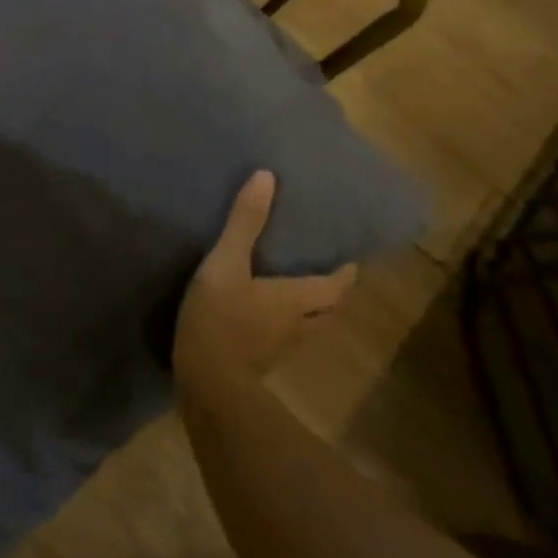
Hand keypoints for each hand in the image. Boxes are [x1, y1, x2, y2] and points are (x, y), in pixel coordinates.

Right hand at [175, 170, 354, 381]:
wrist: (206, 381)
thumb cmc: (221, 318)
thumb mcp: (226, 263)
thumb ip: (244, 223)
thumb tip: (266, 177)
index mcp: (296, 299)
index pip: (335, 286)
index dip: (345, 275)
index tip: (351, 262)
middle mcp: (297, 325)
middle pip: (327, 310)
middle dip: (331, 294)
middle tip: (325, 276)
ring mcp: (278, 348)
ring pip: (307, 328)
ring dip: (310, 313)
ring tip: (296, 295)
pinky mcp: (258, 363)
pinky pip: (280, 340)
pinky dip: (282, 327)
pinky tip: (261, 320)